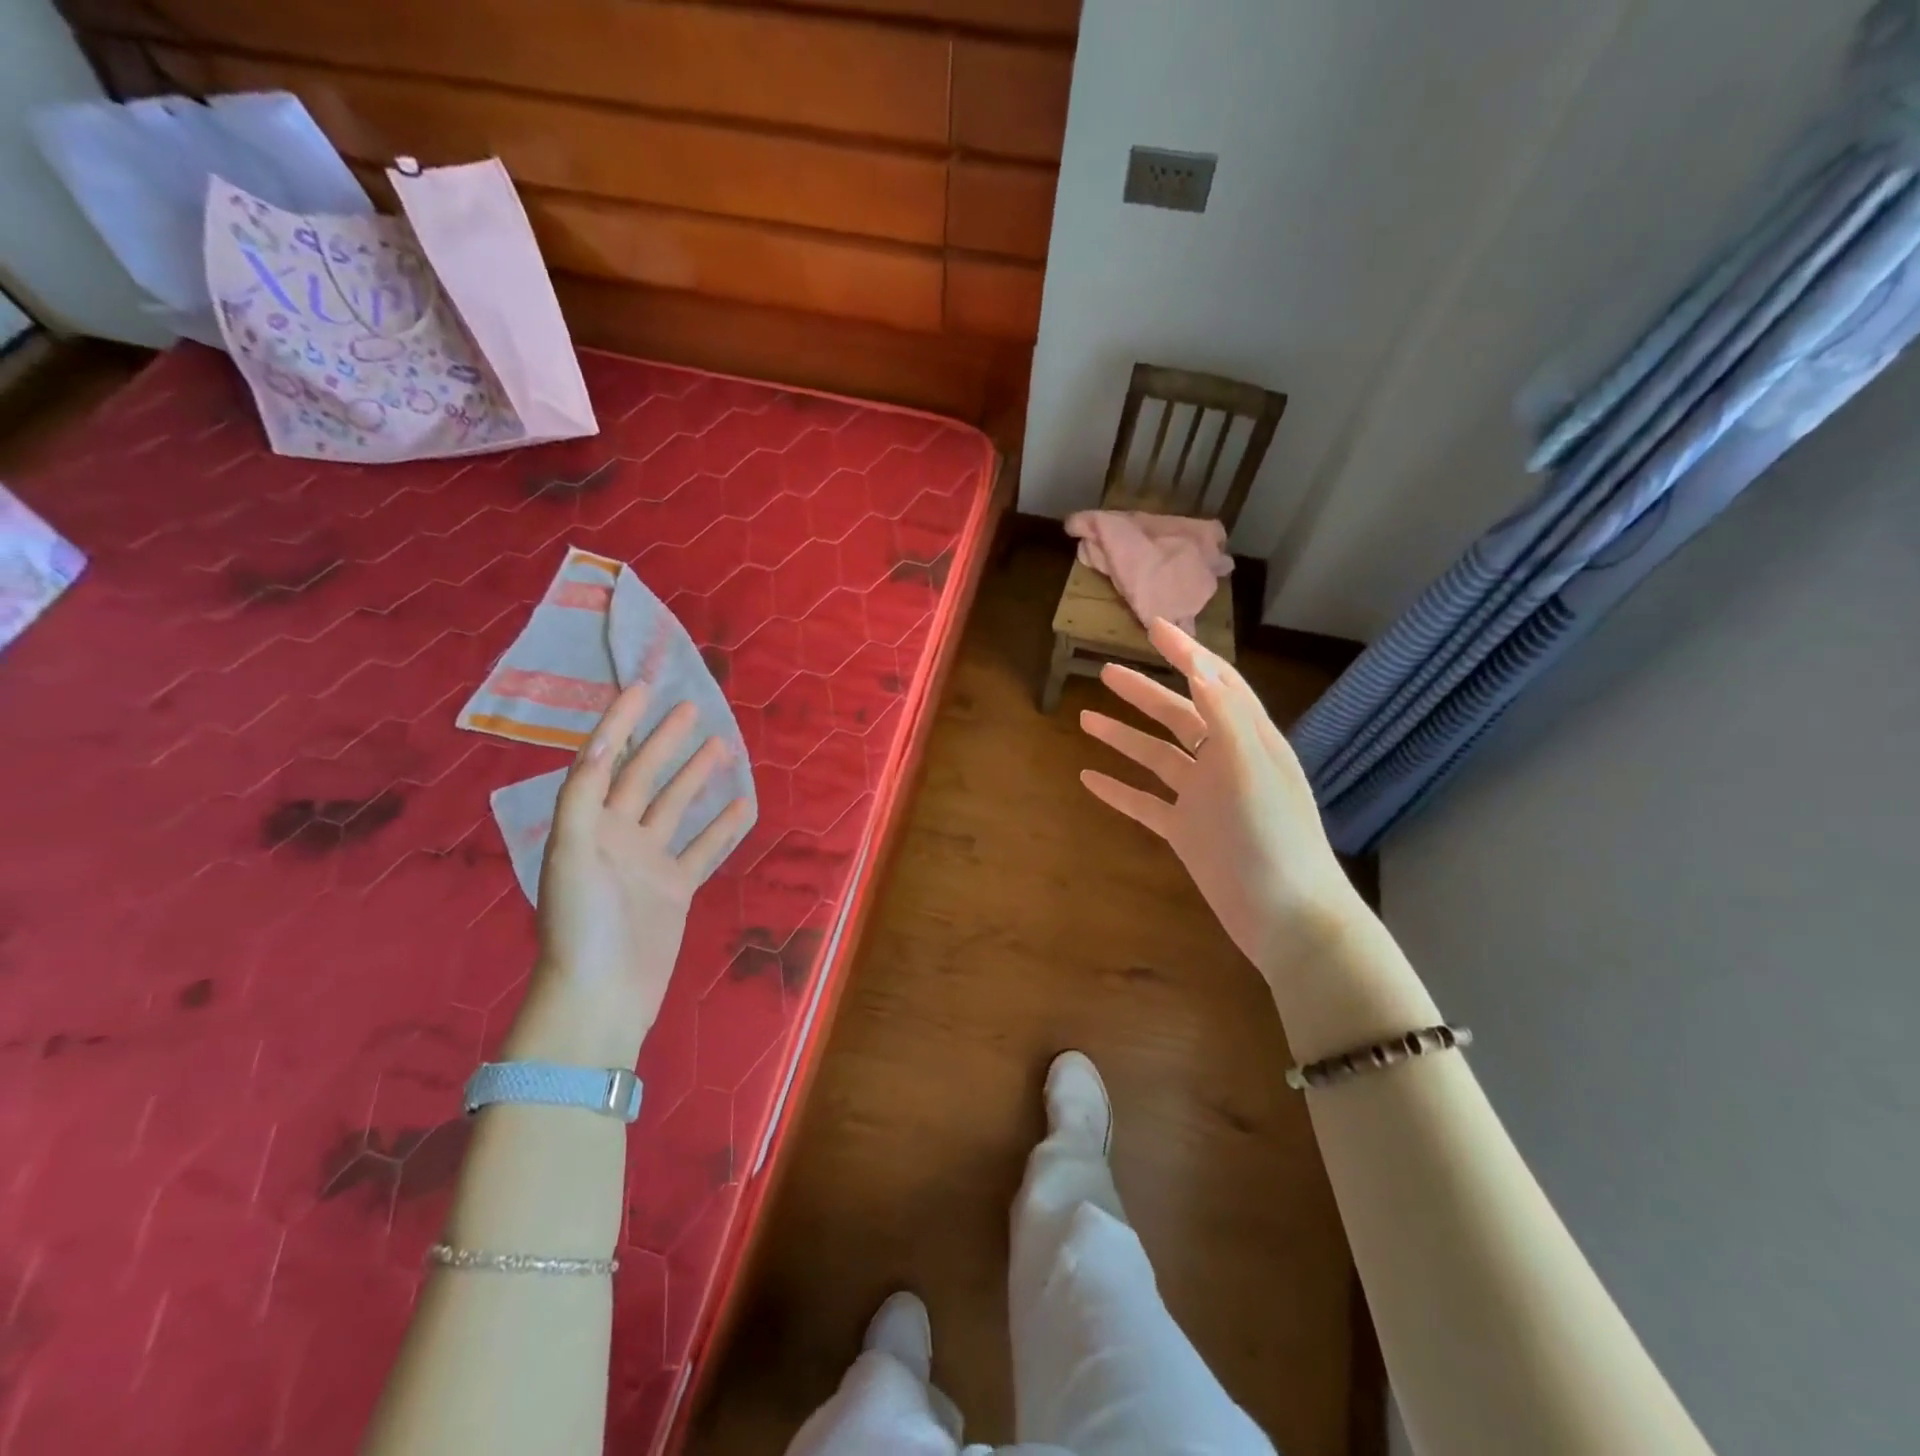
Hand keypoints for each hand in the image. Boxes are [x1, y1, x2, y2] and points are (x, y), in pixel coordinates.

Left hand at [511, 681, 751, 1069]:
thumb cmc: (580, 923)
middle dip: (666, 741)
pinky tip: (742, 805)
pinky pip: (702, 849)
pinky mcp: (674, 888)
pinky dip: (722, 827)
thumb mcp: (572, 853)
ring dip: (696, 777)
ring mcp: (648, 862)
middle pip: (645, 777)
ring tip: (721, 746)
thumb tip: (606, 742)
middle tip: (693, 708)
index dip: (621, 722)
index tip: (643, 688)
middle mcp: (616, 836)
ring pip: (677, 808)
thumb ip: (584, 796)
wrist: (601, 996)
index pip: (604, 760)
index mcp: (586, 824)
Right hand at [1078, 619, 1361, 983]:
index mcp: (1249, 740)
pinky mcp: (1187, 833)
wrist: (1286, 917)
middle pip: (1179, 716)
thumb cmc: (1274, 838)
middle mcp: (1226, 763)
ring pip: (1157, 757)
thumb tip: (1198, 665)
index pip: (1216, 683)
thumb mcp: (1251, 768)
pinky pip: (1145, 803)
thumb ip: (1226, 715)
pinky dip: (1118, 789)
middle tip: (1107, 672)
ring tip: (1086, 718)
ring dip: (1124, 736)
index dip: (1186, 653)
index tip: (1153, 627)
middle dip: (1144, 693)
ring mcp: (1204, 800)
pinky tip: (1088, 779)